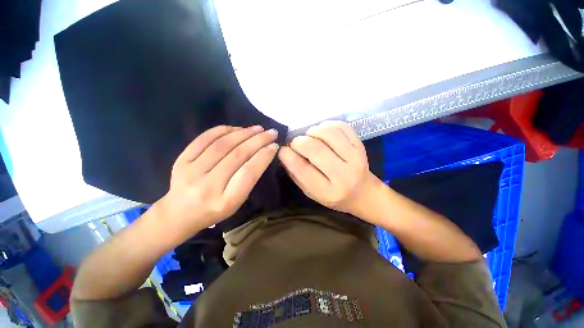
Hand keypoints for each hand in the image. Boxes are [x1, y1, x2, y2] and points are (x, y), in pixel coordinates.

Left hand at [157, 125, 278, 232]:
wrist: (179, 214)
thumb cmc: (214, 210)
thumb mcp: (237, 202)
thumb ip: (248, 179)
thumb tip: (262, 153)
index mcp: (226, 201)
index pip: (249, 173)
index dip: (264, 156)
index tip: (274, 146)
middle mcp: (208, 186)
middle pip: (237, 156)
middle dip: (258, 141)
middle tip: (271, 132)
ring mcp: (191, 172)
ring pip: (222, 145)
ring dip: (243, 133)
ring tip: (257, 128)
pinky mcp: (181, 161)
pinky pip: (204, 139)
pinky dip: (223, 130)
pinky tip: (237, 129)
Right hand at [278, 121, 383, 219]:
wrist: (363, 193)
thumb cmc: (333, 195)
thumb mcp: (311, 192)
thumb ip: (296, 174)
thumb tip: (285, 152)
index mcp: (327, 191)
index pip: (302, 168)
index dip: (287, 155)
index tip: (283, 150)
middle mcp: (343, 175)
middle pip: (314, 148)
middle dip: (298, 141)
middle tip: (295, 143)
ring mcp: (355, 158)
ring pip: (328, 133)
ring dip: (312, 131)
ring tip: (309, 137)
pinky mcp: (360, 146)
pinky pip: (341, 126)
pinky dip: (326, 125)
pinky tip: (322, 132)